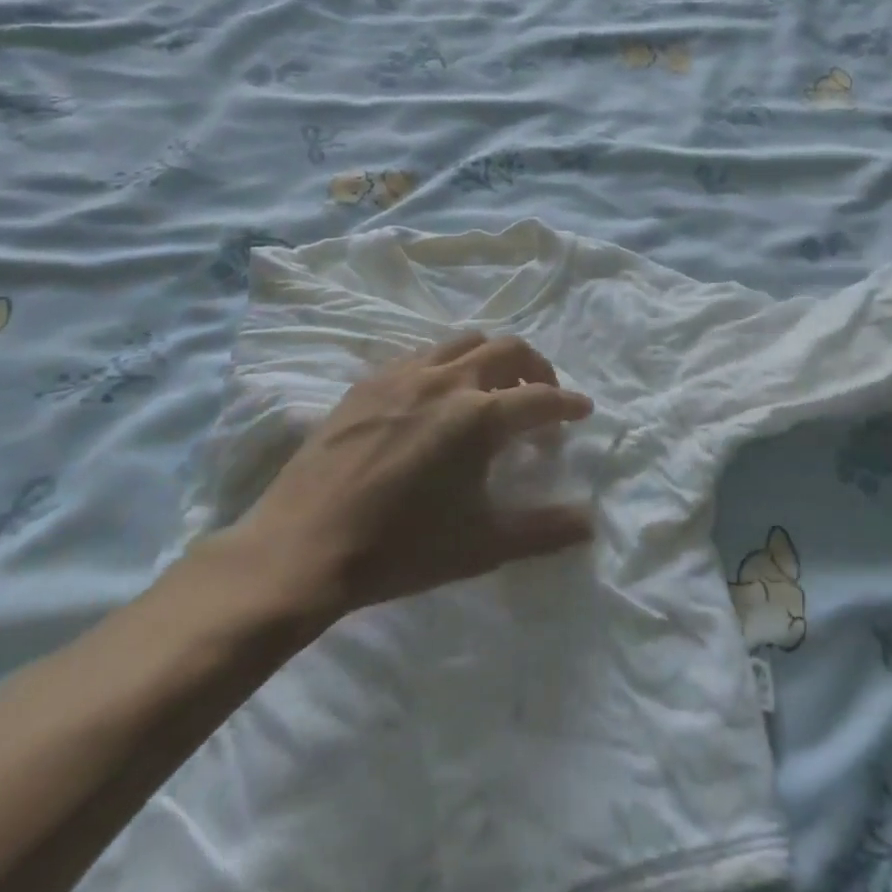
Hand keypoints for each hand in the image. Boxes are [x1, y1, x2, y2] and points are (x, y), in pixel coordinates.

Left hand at [220, 332, 594, 630]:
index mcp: (479, 417)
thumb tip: (590, 522)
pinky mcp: (368, 382)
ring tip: (493, 388)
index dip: (568, 404)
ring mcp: (403, 375)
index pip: (541, 398)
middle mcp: (447, 381)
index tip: (583, 410)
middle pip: (508, 350)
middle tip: (542, 395)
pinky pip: (422, 354)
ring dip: (492, 357)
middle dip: (537, 368)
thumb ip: (543, 530)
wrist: (300, 549)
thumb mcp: (482, 545)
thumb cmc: (400, 549)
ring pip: (464, 342)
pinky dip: (447, 363)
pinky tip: (437, 396)